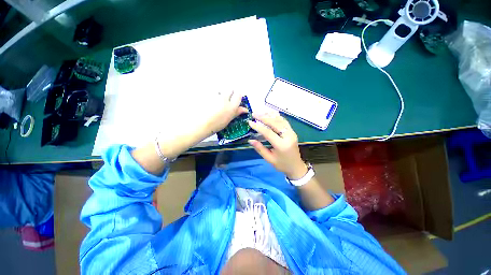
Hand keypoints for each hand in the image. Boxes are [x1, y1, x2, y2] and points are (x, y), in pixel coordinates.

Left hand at [202, 90, 248, 134]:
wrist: (202, 124)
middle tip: (227, 100)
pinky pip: (212, 93)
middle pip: (230, 90)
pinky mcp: (207, 95)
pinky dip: (212, 96)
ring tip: (217, 101)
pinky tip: (210, 102)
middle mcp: (225, 99)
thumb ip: (237, 112)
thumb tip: (245, 109)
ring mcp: (215, 96)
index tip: (236, 99)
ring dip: (221, 94)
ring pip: (221, 90)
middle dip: (230, 93)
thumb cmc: (216, 125)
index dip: (238, 96)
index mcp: (231, 106)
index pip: (238, 95)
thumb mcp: (228, 119)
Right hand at [248, 113, 307, 179]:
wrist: (296, 167)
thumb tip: (250, 140)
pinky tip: (270, 115)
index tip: (250, 122)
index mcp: (282, 145)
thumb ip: (260, 148)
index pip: (268, 132)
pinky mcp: (292, 132)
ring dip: (270, 115)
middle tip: (254, 114)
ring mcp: (292, 133)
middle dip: (263, 117)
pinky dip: (276, 117)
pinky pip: (284, 121)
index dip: (258, 126)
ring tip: (260, 113)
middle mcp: (288, 136)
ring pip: (280, 120)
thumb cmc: (282, 165)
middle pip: (275, 123)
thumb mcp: (269, 159)